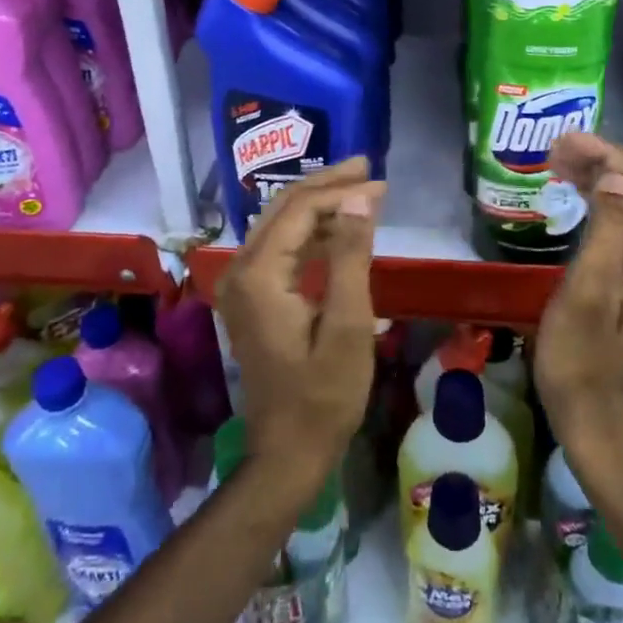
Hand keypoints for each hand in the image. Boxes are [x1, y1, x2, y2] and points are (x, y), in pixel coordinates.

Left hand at [216, 158, 383, 500]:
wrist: (287, 452)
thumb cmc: (324, 395)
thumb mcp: (347, 326)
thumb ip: (351, 256)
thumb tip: (361, 197)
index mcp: (259, 274)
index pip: (300, 210)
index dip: (341, 191)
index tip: (382, 183)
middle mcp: (241, 269)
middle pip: (284, 208)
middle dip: (327, 185)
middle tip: (369, 169)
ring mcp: (242, 284)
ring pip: (281, 224)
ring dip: (320, 205)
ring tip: (362, 192)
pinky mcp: (252, 297)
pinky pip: (280, 247)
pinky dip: (311, 233)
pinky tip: (340, 230)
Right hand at [534, 133, 622, 474]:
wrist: (601, 428)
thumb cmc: (583, 363)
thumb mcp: (587, 293)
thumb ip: (607, 230)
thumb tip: (615, 177)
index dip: (608, 155)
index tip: (563, 142)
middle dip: (605, 164)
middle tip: (555, 152)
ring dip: (605, 183)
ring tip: (561, 166)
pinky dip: (610, 210)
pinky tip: (583, 201)